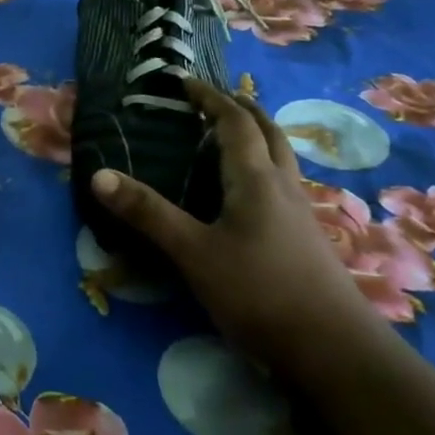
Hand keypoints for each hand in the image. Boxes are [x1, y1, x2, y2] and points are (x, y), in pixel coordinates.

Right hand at [91, 78, 383, 372]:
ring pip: (281, 159)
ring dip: (257, 137)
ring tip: (231, 138)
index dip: (209, 98)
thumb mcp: (193, 253)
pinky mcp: (307, 240)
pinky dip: (264, 168)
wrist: (335, 352)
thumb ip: (148, 213)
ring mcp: (301, 214)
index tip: (185, 82)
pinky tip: (250, 195)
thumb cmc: (259, 293)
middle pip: (268, 133)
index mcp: (256, 180)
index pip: (235, 123)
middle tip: (214, 101)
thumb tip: (98, 175)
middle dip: (241, 109)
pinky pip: (284, 185)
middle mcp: (283, 187)